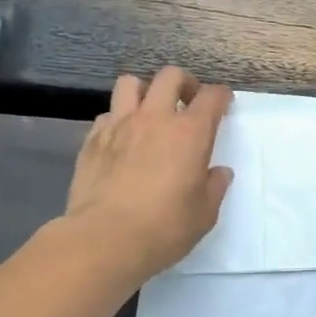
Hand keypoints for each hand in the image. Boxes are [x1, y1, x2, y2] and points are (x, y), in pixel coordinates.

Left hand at [67, 67, 233, 283]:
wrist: (104, 240)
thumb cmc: (164, 228)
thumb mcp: (204, 214)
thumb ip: (215, 187)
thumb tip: (219, 172)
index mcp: (190, 132)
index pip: (212, 96)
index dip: (221, 96)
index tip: (223, 103)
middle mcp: (155, 118)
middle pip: (170, 76)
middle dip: (184, 83)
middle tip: (187, 102)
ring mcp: (120, 125)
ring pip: (130, 83)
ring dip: (145, 91)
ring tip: (149, 111)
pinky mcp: (92, 140)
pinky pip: (107, 114)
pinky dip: (118, 119)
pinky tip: (121, 139)